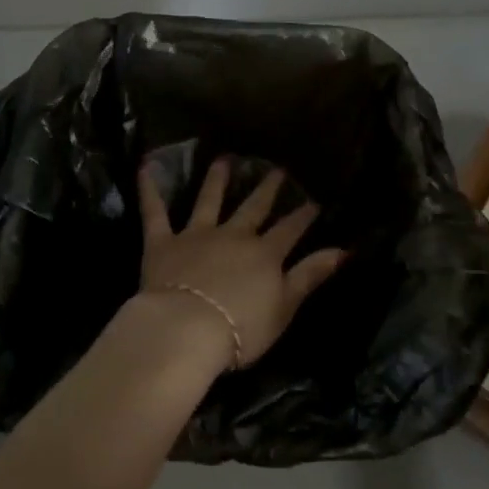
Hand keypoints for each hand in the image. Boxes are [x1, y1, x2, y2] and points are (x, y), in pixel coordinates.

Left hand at [136, 156, 346, 374]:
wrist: (187, 329)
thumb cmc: (241, 328)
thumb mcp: (285, 307)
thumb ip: (310, 275)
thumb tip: (343, 249)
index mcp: (264, 254)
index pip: (289, 230)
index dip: (303, 216)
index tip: (314, 200)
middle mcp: (233, 235)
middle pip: (253, 208)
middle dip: (267, 189)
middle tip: (277, 169)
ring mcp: (197, 234)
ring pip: (208, 200)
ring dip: (216, 179)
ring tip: (223, 159)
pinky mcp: (163, 242)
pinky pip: (155, 211)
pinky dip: (149, 189)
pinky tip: (145, 167)